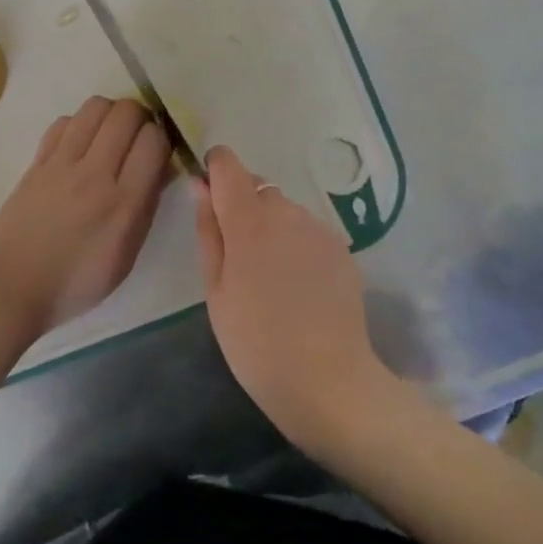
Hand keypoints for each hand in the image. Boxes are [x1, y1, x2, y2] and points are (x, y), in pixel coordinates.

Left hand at [0, 96, 168, 340]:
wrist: (9, 288)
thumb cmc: (75, 282)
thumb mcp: (126, 255)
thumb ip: (146, 206)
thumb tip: (161, 167)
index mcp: (123, 203)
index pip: (153, 140)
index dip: (162, 139)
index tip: (158, 153)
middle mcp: (94, 174)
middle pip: (126, 112)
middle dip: (141, 118)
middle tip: (137, 138)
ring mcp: (62, 163)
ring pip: (95, 106)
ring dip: (110, 114)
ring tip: (110, 136)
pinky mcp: (37, 160)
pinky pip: (65, 122)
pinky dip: (79, 125)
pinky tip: (79, 146)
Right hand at [195, 145, 395, 454]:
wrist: (328, 380)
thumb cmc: (255, 341)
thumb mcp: (215, 290)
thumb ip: (208, 230)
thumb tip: (201, 185)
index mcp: (248, 218)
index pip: (228, 163)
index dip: (215, 171)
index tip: (210, 199)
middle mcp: (286, 210)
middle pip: (257, 187)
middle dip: (244, 208)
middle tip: (239, 260)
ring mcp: (318, 227)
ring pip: (285, 211)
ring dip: (272, 228)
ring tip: (272, 280)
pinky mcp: (341, 247)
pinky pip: (308, 232)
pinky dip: (297, 246)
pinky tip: (300, 288)